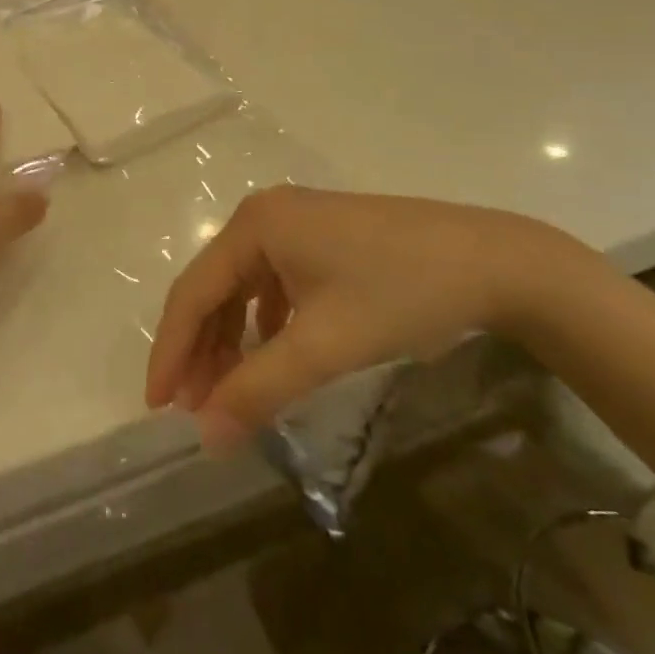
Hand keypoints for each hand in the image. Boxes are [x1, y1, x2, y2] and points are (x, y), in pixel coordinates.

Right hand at [145, 186, 597, 449]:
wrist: (496, 263)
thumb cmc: (401, 295)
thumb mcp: (324, 346)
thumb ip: (258, 389)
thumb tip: (206, 438)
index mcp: (254, 225)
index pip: (192, 292)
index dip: (171, 351)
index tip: (158, 407)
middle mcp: (265, 215)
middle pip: (214, 287)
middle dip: (202, 350)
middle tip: (194, 409)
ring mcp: (296, 223)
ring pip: (243, 286)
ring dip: (231, 339)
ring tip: (227, 390)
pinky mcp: (323, 237)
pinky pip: (273, 282)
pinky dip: (263, 323)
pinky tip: (270, 352)